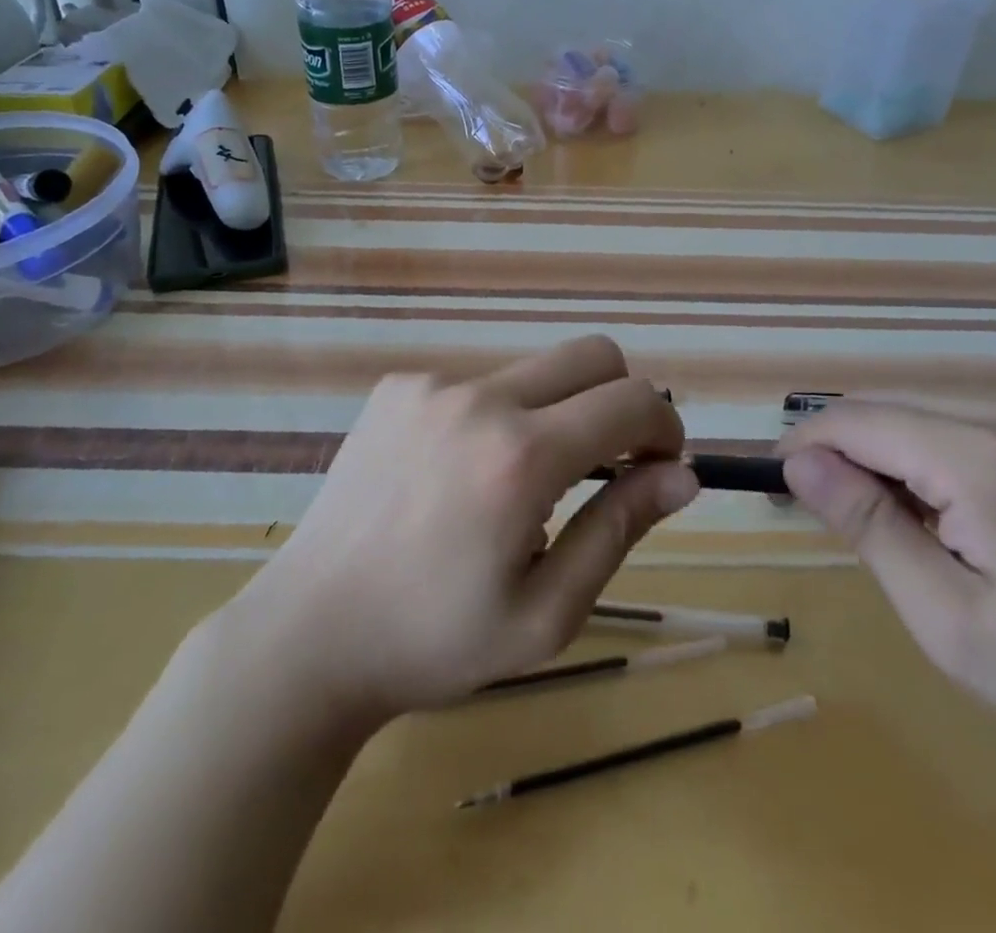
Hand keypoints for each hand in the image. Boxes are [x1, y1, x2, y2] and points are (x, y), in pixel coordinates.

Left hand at [236, 336, 697, 722]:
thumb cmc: (435, 640)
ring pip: (532, 372)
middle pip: (591, 355)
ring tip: (515, 486)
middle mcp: (480, 398)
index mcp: (521, 456)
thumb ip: (619, 528)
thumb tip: (684, 475)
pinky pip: (476, 384)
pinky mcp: (397, 387)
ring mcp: (431, 385)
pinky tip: (457, 476)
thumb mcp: (547, 612)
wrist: (311, 631)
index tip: (660, 466)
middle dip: (621, 399)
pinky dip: (494, 418)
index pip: (631, 400)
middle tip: (608, 463)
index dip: (664, 427)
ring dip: (552, 414)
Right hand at [778, 398, 995, 794]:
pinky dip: (936, 456)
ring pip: (924, 413)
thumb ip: (868, 527)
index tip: (777, 485)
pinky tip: (958, 514)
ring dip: (892, 458)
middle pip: (889, 410)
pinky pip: (967, 424)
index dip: (806, 446)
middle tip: (836, 520)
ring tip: (904, 529)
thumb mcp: (948, 619)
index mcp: (983, 456)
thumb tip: (798, 462)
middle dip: (847, 454)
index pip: (858, 420)